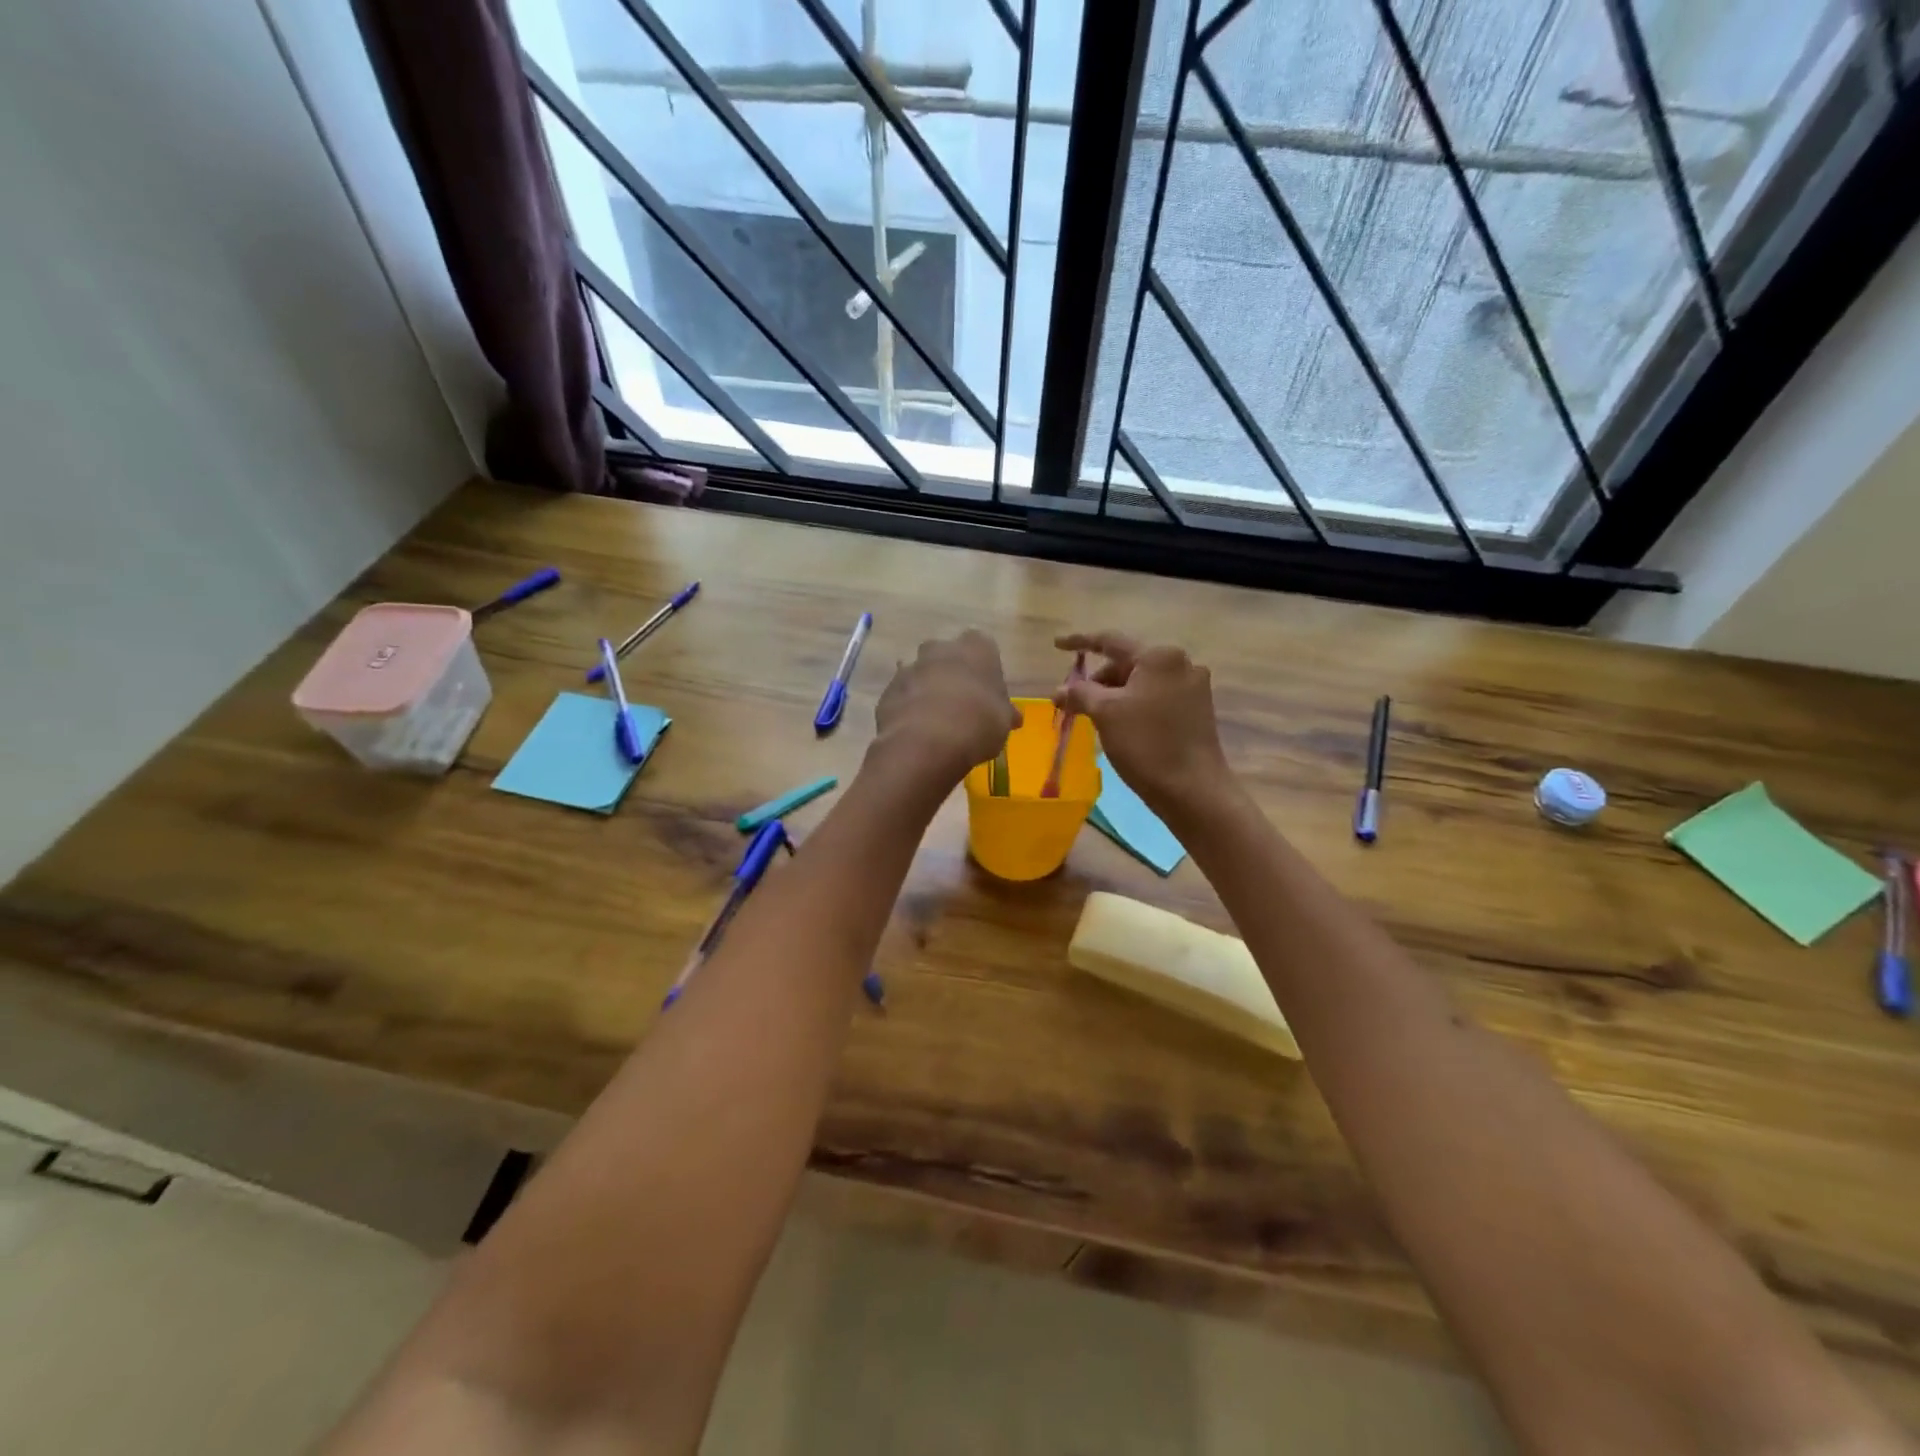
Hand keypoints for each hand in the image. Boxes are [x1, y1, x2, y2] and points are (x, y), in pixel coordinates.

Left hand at [870, 631, 1019, 796]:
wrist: (926, 743)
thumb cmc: (978, 723)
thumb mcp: (1003, 722)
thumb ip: (1005, 713)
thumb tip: (1012, 717)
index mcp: (976, 647)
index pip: (983, 646)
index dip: (984, 668)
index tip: (987, 691)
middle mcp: (940, 649)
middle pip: (947, 655)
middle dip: (952, 673)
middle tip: (962, 703)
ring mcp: (909, 667)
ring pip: (921, 674)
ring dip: (927, 690)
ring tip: (936, 721)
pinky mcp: (888, 691)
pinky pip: (902, 696)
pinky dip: (908, 708)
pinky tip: (916, 730)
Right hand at [1054, 632, 1234, 818]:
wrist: (1193, 790)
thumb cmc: (1146, 744)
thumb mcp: (1105, 714)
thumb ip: (1079, 693)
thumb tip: (1059, 691)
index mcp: (1160, 656)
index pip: (1110, 641)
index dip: (1080, 641)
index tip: (1056, 645)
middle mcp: (1181, 664)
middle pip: (1127, 663)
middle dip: (1098, 679)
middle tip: (1073, 702)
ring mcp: (1193, 688)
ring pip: (1141, 683)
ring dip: (1114, 695)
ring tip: (1094, 719)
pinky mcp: (1197, 711)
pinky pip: (1155, 698)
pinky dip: (1133, 706)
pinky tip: (1120, 727)